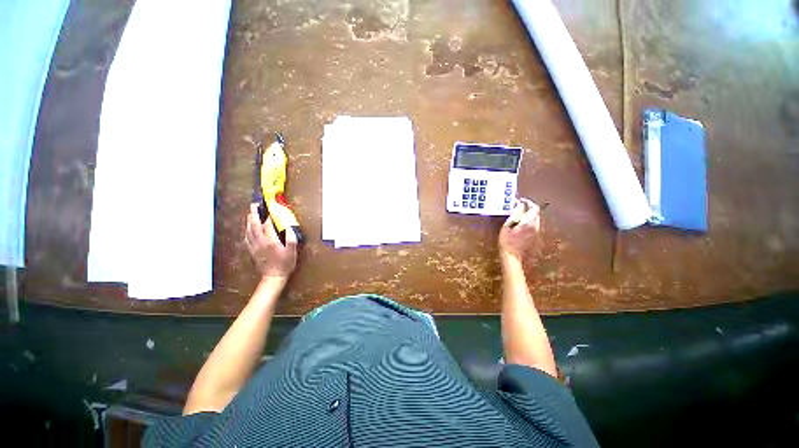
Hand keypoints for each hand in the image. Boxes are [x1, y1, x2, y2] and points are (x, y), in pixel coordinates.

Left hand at [244, 204, 297, 280]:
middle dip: (254, 214)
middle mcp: (260, 242)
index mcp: (271, 241)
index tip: (270, 208)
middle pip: (254, 225)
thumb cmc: (285, 264)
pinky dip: (247, 230)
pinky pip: (247, 238)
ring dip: (249, 220)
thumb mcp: (292, 251)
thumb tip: (288, 227)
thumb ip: (291, 239)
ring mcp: (254, 246)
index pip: (267, 225)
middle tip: (254, 205)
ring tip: (251, 213)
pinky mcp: (252, 251)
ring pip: (249, 230)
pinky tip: (248, 228)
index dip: (268, 216)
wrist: (273, 276)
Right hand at [498, 198, 541, 263]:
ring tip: (517, 214)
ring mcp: (536, 232)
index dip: (527, 202)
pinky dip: (528, 220)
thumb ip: (515, 214)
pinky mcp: (535, 237)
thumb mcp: (507, 225)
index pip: (534, 207)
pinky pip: (534, 224)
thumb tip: (519, 204)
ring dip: (528, 214)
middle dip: (528, 208)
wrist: (512, 256)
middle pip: (536, 212)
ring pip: (535, 218)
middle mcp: (535, 226)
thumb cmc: (507, 241)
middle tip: (517, 207)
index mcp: (529, 222)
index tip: (519, 201)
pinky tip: (520, 223)